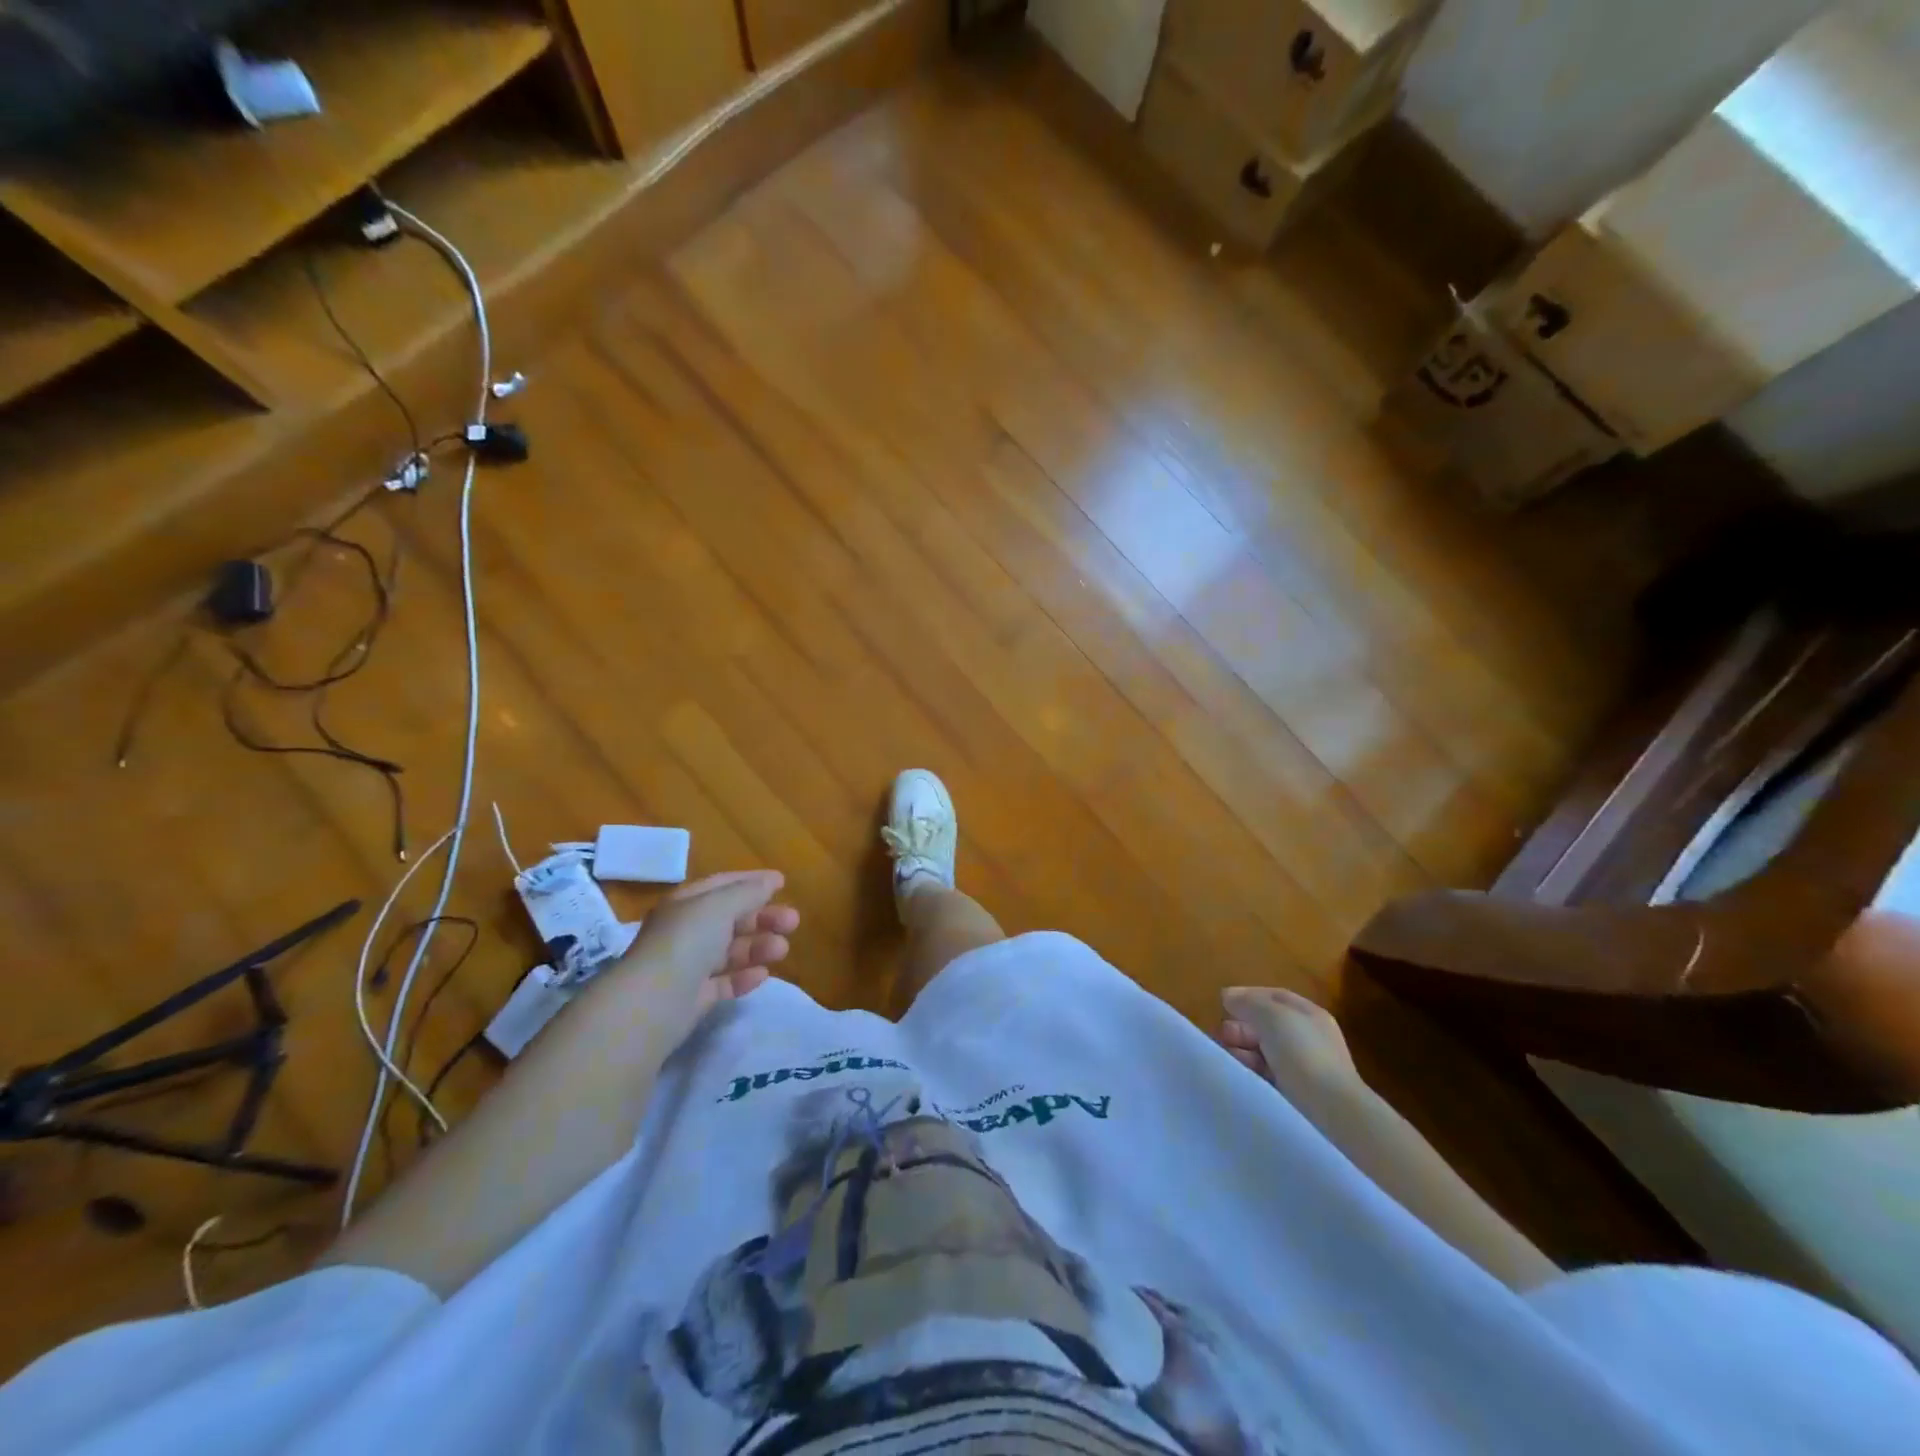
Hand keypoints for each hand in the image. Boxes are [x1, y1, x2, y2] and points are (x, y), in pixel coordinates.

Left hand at [624, 870, 799, 1011]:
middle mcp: (686, 932)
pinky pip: (724, 983)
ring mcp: (688, 966)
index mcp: (687, 904)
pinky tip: (763, 975)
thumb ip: (748, 892)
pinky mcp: (693, 998)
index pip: (722, 885)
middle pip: (731, 919)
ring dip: (758, 947)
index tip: (782, 883)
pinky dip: (744, 977)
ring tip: (782, 950)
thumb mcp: (720, 905)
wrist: (654, 1002)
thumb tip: (771, 881)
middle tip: (793, 922)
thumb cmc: (687, 941)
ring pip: (731, 951)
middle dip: (763, 917)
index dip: (752, 881)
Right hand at [1218, 986, 1357, 1100]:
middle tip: (1221, 1035)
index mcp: (1309, 1015)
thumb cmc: (1303, 1054)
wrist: (1331, 1111)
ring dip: (1242, 1049)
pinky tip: (1239, 1073)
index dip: (1247, 996)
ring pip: (1264, 1050)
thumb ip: (1248, 1003)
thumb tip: (1228, 996)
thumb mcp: (1272, 1017)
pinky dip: (1251, 1070)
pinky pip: (1266, 1074)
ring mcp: (1304, 1067)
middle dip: (1241, 1026)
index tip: (1222, 1003)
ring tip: (1225, 1055)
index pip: (1274, 997)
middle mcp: (1308, 1038)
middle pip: (1266, 1025)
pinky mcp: (1296, 1093)